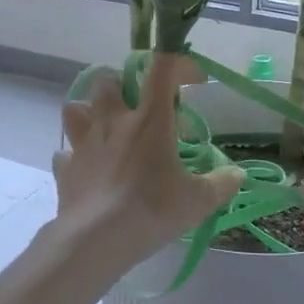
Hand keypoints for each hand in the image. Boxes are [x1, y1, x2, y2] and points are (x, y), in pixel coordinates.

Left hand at [50, 54, 244, 275]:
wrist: (96, 239)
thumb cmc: (152, 210)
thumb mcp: (198, 201)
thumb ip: (222, 184)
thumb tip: (238, 175)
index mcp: (149, 120)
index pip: (163, 69)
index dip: (180, 63)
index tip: (194, 80)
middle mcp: (113, 122)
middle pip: (108, 81)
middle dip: (122, 86)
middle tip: (139, 107)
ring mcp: (84, 144)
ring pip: (75, 108)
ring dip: (89, 112)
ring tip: (105, 130)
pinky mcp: (65, 168)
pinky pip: (66, 153)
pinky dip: (76, 157)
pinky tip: (88, 170)